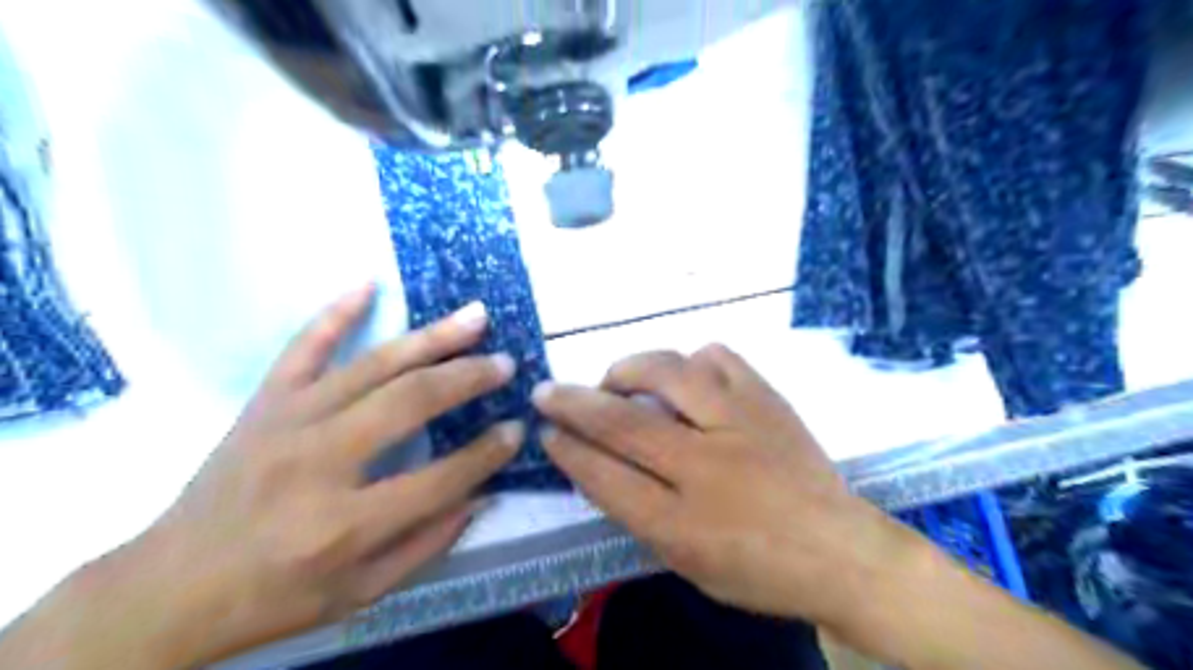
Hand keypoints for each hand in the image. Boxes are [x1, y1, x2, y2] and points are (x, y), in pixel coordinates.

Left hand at [90, 286, 520, 664]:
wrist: (167, 590)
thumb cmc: (273, 598)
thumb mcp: (360, 593)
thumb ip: (427, 544)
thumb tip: (481, 494)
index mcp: (345, 523)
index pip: (441, 477)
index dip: (487, 453)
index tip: (516, 430)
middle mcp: (319, 462)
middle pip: (410, 402)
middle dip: (468, 377)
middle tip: (505, 363)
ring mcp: (287, 422)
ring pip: (372, 366)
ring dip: (431, 337)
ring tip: (474, 317)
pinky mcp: (263, 404)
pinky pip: (302, 348)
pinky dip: (335, 313)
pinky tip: (368, 285)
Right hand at [533, 349, 920, 630]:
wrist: (840, 550)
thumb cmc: (758, 569)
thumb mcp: (686, 561)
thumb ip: (638, 512)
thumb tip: (596, 464)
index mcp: (683, 524)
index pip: (604, 477)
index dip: (567, 450)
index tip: (545, 431)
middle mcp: (707, 466)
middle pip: (622, 422)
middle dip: (573, 402)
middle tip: (548, 390)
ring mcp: (740, 423)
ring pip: (668, 371)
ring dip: (629, 369)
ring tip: (619, 380)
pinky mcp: (767, 398)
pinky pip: (717, 356)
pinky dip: (689, 361)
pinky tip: (685, 377)